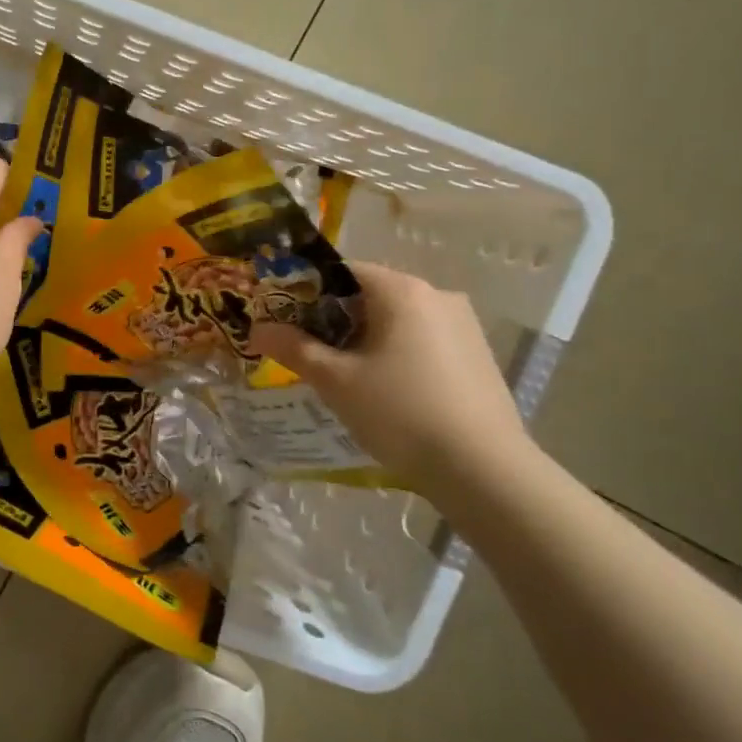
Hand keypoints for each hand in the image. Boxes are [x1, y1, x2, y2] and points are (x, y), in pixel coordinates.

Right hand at [248, 262, 529, 490]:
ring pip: (398, 320)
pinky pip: (423, 341)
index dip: (306, 293)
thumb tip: (258, 329)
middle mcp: (437, 295)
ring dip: (366, 339)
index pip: (342, 272)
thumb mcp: (336, 381)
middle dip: (335, 320)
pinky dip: (397, 354)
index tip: (286, 322)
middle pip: (370, 295)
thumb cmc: (400, 413)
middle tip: (309, 354)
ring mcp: (463, 325)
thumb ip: (294, 348)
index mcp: (401, 290)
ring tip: (346, 378)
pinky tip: (387, 392)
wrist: (483, 470)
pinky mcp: (478, 355)